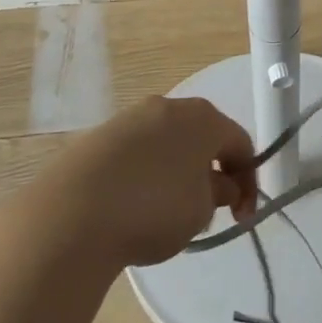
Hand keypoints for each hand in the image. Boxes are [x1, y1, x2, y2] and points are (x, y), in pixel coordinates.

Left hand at [45, 96, 257, 268]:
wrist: (73, 212)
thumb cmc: (154, 207)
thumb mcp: (201, 211)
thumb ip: (219, 193)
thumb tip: (218, 184)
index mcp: (203, 117)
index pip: (240, 143)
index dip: (248, 181)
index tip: (241, 217)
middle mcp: (169, 106)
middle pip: (202, 137)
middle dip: (212, 172)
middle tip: (208, 211)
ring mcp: (131, 117)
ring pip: (168, 143)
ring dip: (178, 172)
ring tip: (168, 213)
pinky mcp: (100, 135)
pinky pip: (138, 153)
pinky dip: (146, 174)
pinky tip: (134, 205)